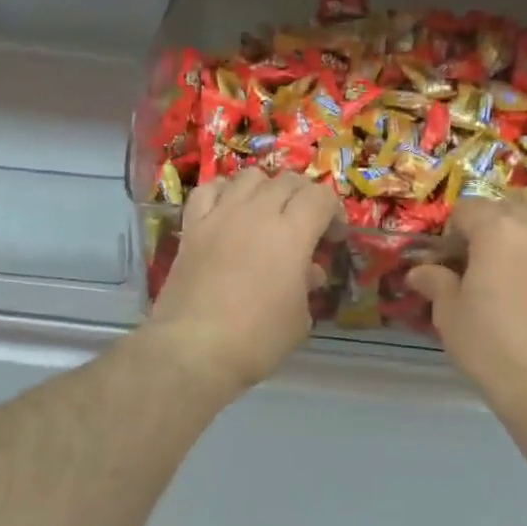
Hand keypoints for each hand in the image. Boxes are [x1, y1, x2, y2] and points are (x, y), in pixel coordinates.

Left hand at [148, 170, 341, 392]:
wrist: (194, 349)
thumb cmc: (257, 339)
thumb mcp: (299, 319)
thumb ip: (306, 286)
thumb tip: (307, 271)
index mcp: (293, 233)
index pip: (321, 197)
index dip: (333, 212)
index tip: (333, 237)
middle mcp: (258, 212)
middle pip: (288, 181)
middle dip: (304, 197)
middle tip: (305, 224)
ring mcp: (221, 215)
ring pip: (249, 176)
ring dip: (266, 188)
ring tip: (266, 212)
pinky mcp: (192, 225)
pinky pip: (209, 189)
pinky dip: (224, 192)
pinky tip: (228, 209)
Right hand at [407, 200, 526, 405]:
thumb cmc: (493, 346)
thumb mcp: (450, 316)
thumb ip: (436, 282)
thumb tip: (419, 272)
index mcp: (498, 228)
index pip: (468, 208)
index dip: (456, 232)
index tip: (454, 261)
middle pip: (511, 209)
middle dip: (495, 229)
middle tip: (488, 267)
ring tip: (525, 276)